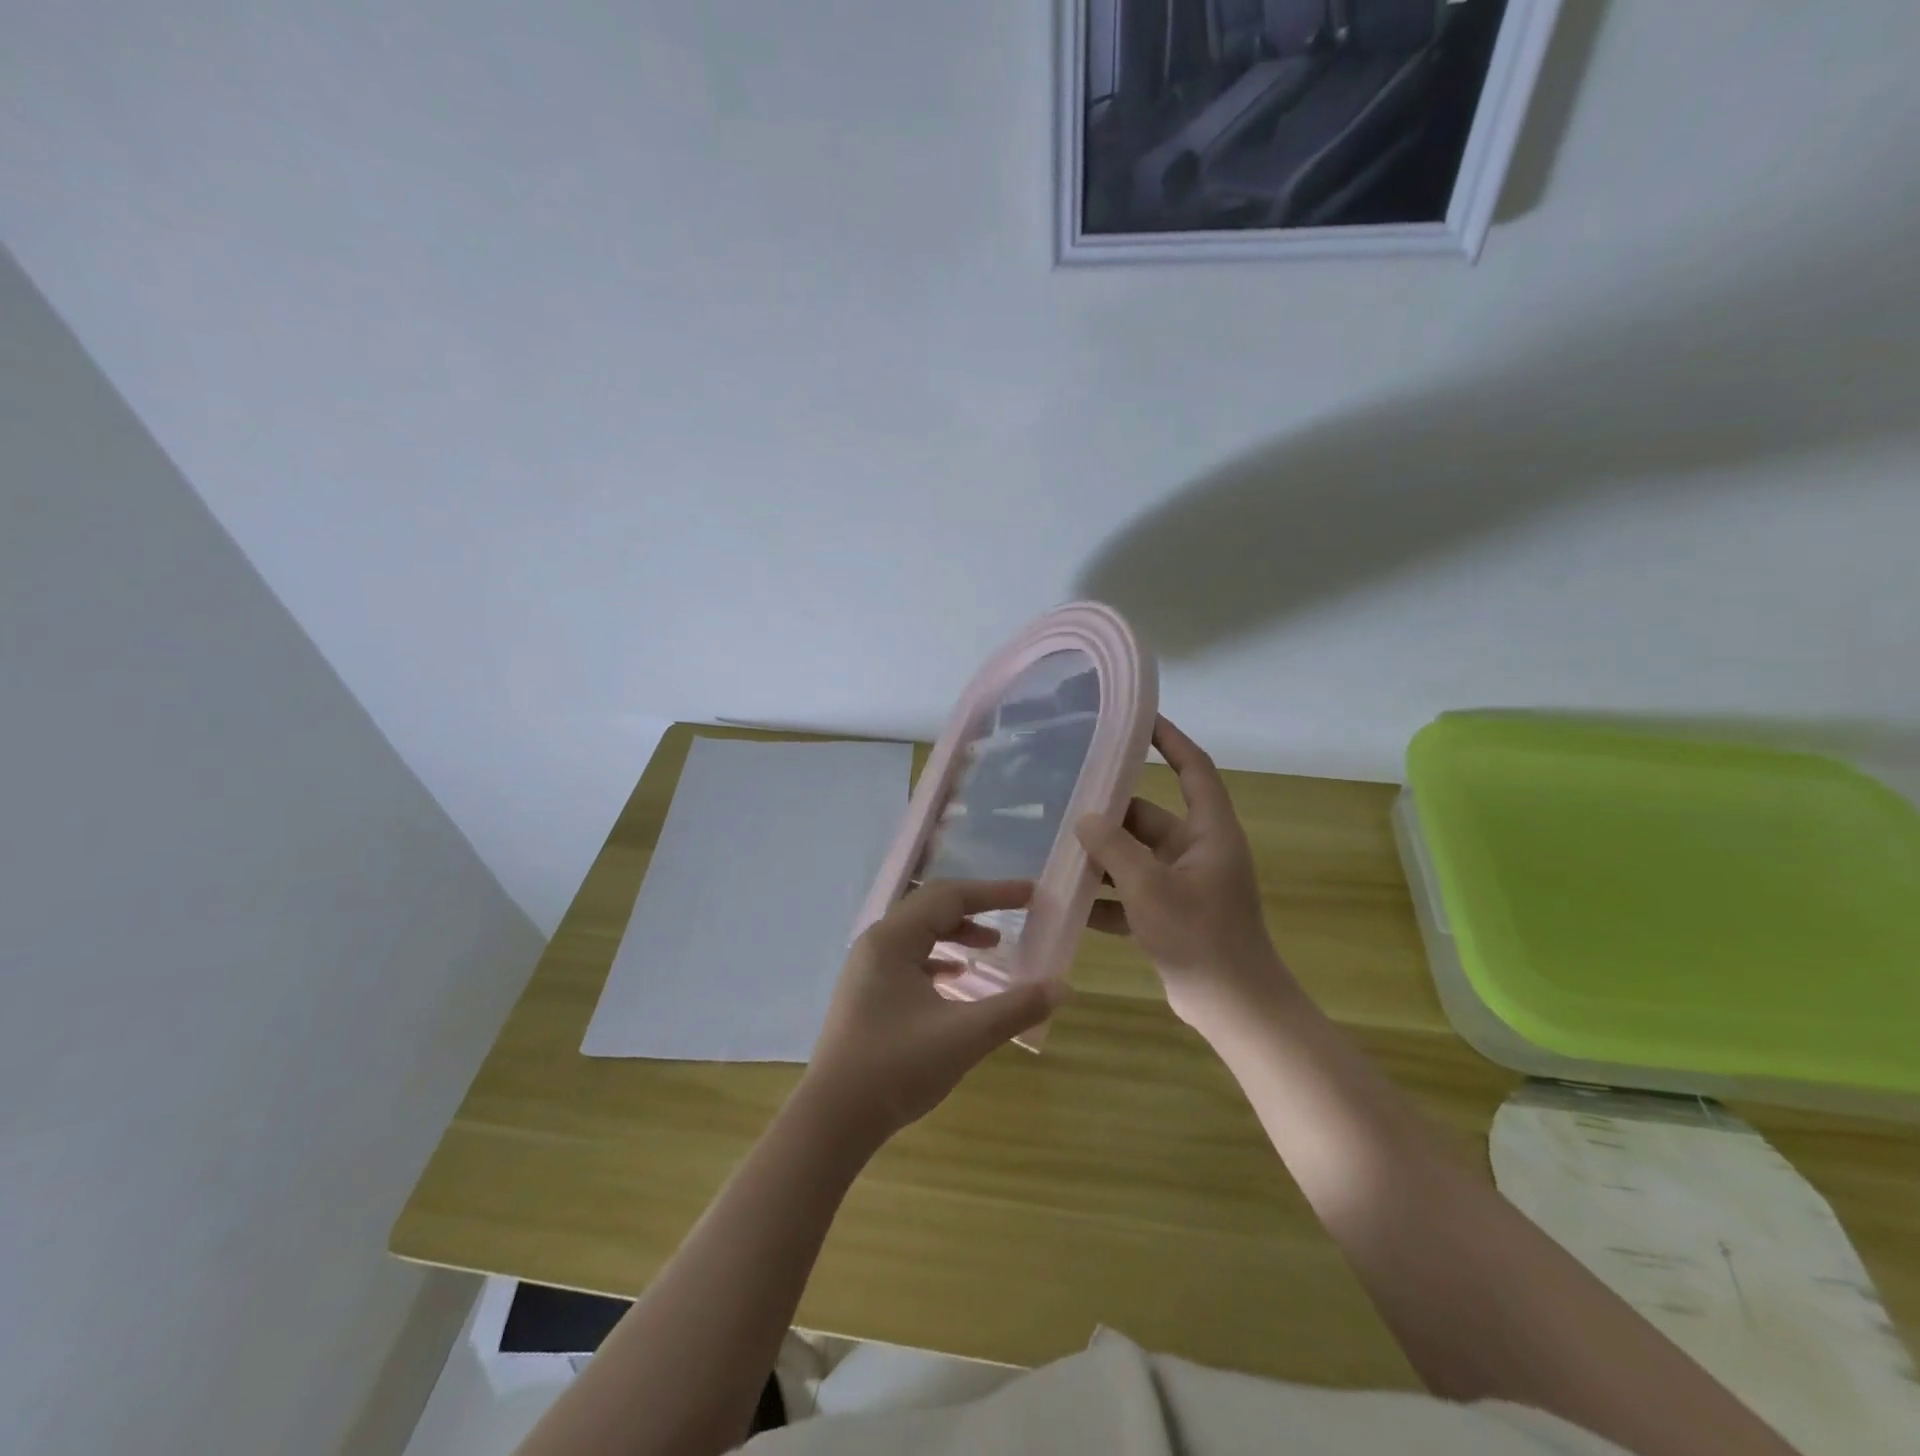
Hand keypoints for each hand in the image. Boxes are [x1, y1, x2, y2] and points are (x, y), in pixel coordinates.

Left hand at [800, 880, 1066, 1146]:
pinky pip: (907, 958)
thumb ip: (1016, 1007)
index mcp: (893, 940)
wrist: (833, 1120)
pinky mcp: (866, 993)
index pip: (949, 897)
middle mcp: (876, 943)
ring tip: (992, 946)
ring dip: (956, 932)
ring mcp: (866, 968)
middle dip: (976, 907)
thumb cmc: (897, 1068)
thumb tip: (1063, 987)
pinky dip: (937, 958)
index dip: (994, 893)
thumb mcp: (965, 1036)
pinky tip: (955, 977)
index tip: (1031, 894)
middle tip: (1017, 912)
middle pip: (931, 907)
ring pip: (918, 933)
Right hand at [1077, 716, 1294, 1031]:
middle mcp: (1198, 851)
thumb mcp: (1150, 888)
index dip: (1170, 740)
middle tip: (1063, 800)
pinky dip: (1105, 898)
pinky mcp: (1170, 915)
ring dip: (1101, 858)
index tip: (1138, 719)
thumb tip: (1084, 819)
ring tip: (1054, 848)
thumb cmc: (1200, 938)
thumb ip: (1114, 849)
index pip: (1193, 769)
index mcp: (1209, 833)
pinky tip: (1066, 901)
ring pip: (1134, 858)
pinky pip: (1131, 894)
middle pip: (1149, 818)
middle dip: (1109, 814)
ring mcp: (1183, 885)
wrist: (1235, 1010)